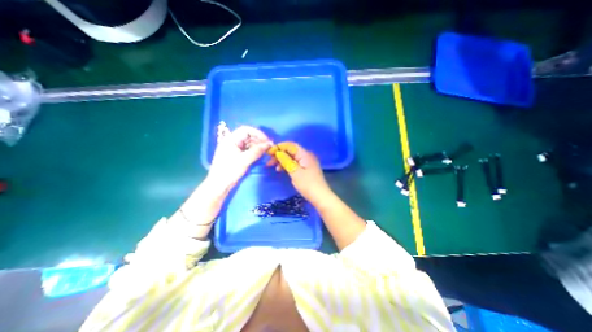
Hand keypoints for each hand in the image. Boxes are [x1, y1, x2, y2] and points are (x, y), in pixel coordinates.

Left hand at [208, 123, 272, 189]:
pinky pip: (247, 149)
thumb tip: (270, 143)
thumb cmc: (230, 170)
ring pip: (248, 142)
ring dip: (257, 145)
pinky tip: (260, 154)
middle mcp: (232, 141)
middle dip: (259, 140)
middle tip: (268, 147)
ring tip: (266, 151)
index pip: (246, 130)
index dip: (258, 133)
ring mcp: (234, 148)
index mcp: (231, 139)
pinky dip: (254, 150)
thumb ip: (257, 150)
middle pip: (248, 136)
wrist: (219, 184)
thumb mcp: (244, 160)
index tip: (266, 141)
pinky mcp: (237, 154)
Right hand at [265, 141, 330, 200]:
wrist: (320, 197)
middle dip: (279, 154)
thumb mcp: (295, 172)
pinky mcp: (306, 168)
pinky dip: (287, 165)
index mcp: (305, 154)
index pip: (290, 145)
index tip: (268, 153)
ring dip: (282, 160)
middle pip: (291, 151)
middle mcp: (306, 155)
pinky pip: (295, 163)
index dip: (279, 147)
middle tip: (269, 162)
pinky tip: (281, 170)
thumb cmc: (307, 184)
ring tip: (274, 167)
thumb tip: (278, 152)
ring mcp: (307, 162)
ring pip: (292, 157)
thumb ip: (286, 160)